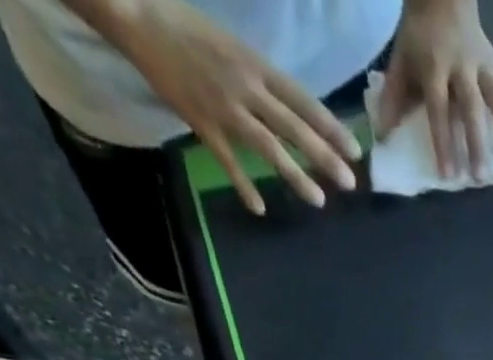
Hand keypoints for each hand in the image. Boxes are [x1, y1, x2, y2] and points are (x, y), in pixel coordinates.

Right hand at [107, 0, 358, 211]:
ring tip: (318, 200)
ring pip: (268, 146)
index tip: (354, 151)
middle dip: (324, 157)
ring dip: (295, 175)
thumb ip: (262, 80)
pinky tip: (258, 207)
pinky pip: (227, 160)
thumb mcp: (235, 47)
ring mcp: (224, 107)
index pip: (303, 101)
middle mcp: (246, 86)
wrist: (138, 12)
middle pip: (293, 127)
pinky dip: (243, 184)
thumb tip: (292, 111)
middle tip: (349, 183)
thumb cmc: (189, 27)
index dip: (330, 127)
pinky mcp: (201, 122)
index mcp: (256, 64)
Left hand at [374, 0, 492, 179]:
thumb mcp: (400, 62)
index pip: (439, 111)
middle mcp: (461, 67)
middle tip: (480, 177)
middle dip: (476, 143)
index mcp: (434, 69)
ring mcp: (482, 62)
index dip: (443, 144)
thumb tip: (382, 136)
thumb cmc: (419, 37)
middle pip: (471, 108)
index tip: (448, 176)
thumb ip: (393, 99)